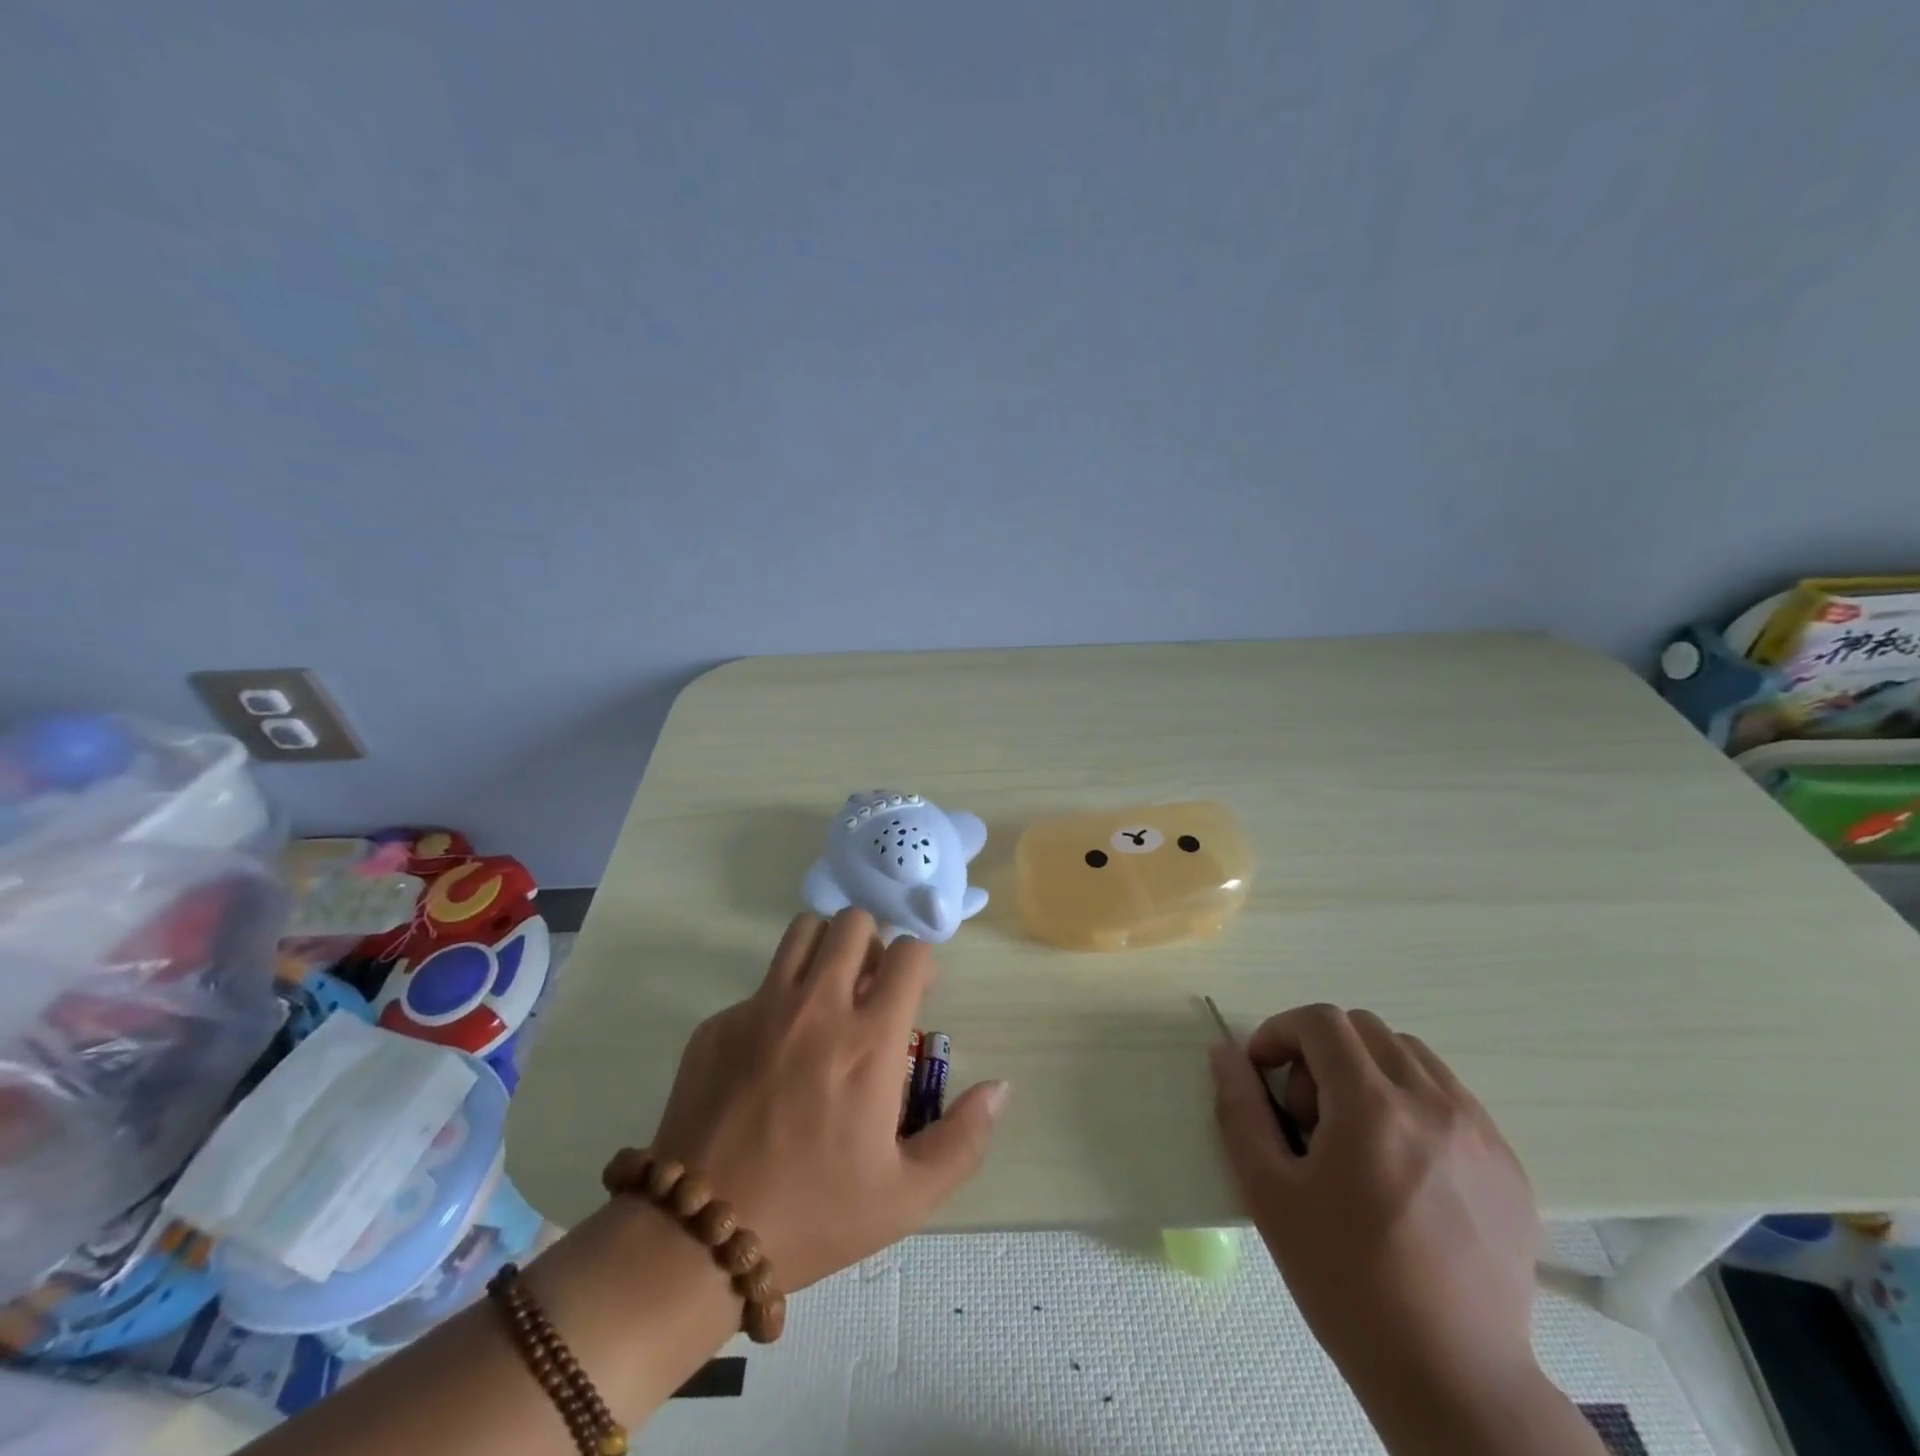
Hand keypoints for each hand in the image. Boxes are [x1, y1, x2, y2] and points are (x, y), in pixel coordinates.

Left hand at [646, 908, 1008, 1290]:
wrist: (698, 1237)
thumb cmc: (813, 1215)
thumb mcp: (907, 1196)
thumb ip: (964, 1138)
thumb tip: (1000, 1088)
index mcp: (870, 1041)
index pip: (908, 952)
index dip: (919, 963)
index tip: (914, 995)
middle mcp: (818, 1007)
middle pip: (854, 922)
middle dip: (873, 944)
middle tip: (869, 988)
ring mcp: (762, 1008)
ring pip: (804, 930)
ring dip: (825, 949)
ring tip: (828, 994)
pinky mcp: (719, 1023)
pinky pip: (760, 983)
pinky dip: (779, 998)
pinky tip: (773, 1053)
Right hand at [1210, 1005, 1539, 1401]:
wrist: (1453, 1381)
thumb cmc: (1346, 1283)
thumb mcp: (1269, 1193)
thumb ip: (1240, 1109)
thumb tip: (1225, 1053)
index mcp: (1373, 1107)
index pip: (1320, 1022)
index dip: (1279, 1032)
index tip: (1262, 1074)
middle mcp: (1433, 1103)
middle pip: (1364, 1029)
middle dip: (1320, 1053)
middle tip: (1306, 1116)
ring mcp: (1481, 1132)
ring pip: (1409, 1055)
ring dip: (1366, 1071)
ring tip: (1354, 1137)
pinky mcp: (1509, 1165)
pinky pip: (1450, 1096)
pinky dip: (1410, 1101)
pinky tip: (1399, 1164)